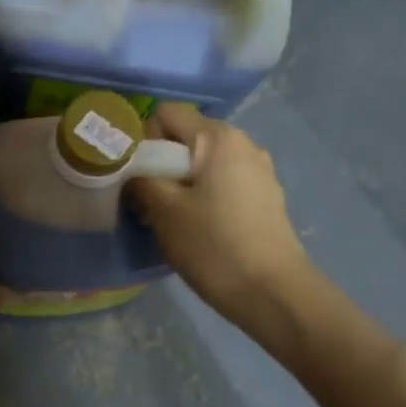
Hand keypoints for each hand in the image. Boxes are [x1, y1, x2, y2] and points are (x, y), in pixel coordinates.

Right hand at [128, 104, 313, 326]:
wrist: (272, 292)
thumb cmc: (213, 245)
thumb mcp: (164, 211)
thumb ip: (141, 180)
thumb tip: (133, 172)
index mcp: (218, 138)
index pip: (166, 113)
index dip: (144, 139)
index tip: (139, 176)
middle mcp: (243, 144)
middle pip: (186, 139)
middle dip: (162, 165)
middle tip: (149, 203)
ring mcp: (259, 171)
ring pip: (204, 164)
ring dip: (181, 184)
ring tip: (174, 220)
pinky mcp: (266, 197)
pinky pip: (223, 183)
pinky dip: (204, 196)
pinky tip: (201, 229)